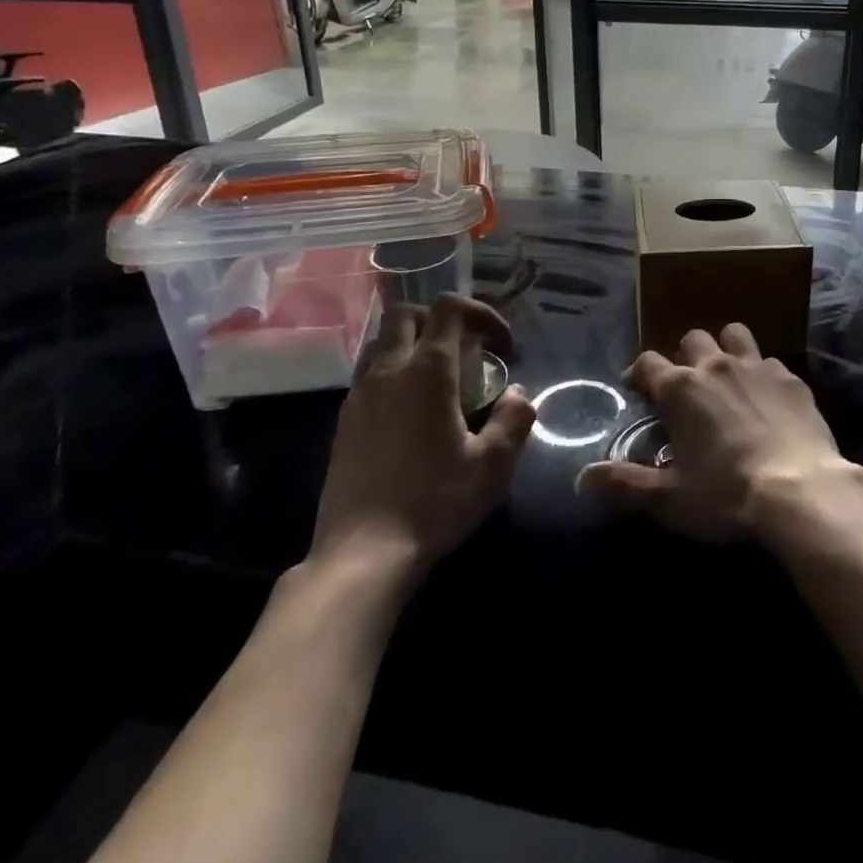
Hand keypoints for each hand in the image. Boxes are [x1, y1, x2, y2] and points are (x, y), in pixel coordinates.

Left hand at [309, 294, 534, 577]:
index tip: (501, 345)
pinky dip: (393, 372)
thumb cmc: (434, 502)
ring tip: (437, 377)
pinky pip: (368, 373)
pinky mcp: (344, 420)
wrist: (363, 553)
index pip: (450, 309)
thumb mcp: (493, 465)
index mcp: (428, 370)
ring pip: (381, 341)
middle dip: (440, 320)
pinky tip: (410, 411)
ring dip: (411, 343)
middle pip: (408, 314)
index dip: (480, 313)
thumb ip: (514, 419)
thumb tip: (518, 392)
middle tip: (466, 352)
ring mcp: (360, 393)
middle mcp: (389, 369)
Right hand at [577, 323, 854, 540]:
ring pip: (733, 334)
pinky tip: (767, 399)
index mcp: (680, 388)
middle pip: (691, 338)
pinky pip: (769, 361)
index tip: (638, 388)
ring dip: (725, 348)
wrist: (800, 491)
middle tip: (687, 386)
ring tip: (727, 376)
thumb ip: (625, 484)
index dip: (639, 373)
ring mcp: (756, 366)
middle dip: (684, 355)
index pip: (647, 362)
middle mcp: (714, 365)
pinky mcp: (789, 377)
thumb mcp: (669, 499)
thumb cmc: (726, 495)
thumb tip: (583, 478)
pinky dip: (762, 374)